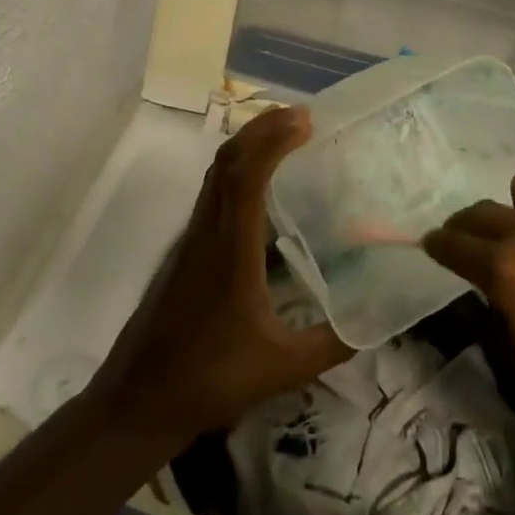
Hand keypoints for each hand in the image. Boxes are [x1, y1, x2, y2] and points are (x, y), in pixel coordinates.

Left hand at [89, 107, 353, 444]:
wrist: (140, 399)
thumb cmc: (210, 379)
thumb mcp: (283, 368)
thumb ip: (332, 344)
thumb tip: (374, 320)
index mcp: (231, 251)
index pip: (246, 177)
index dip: (272, 141)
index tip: (305, 121)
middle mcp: (208, 232)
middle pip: (227, 162)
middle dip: (262, 129)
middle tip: (302, 116)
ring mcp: (192, 238)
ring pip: (216, 174)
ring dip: (248, 145)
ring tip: (285, 135)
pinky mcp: (187, 249)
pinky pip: (213, 192)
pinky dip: (238, 169)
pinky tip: (261, 183)